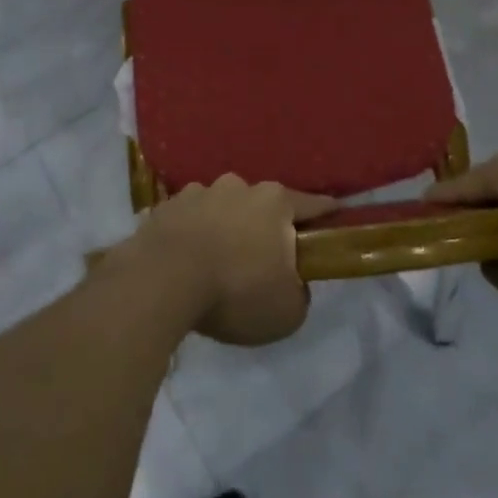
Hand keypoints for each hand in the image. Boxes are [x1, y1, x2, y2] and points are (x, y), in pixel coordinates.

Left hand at [124, 176, 336, 345]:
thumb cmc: (235, 292)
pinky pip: (190, 218)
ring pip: (223, 207)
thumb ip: (299, 292)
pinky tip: (187, 258)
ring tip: (218, 259)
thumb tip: (291, 281)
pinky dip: (193, 233)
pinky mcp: (167, 205)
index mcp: (275, 202)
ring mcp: (199, 191)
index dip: (327, 213)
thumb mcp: (287, 311)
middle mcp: (239, 186)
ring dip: (225, 226)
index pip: (313, 204)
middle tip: (263, 257)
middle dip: (266, 225)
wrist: (162, 280)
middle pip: (262, 204)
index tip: (335, 217)